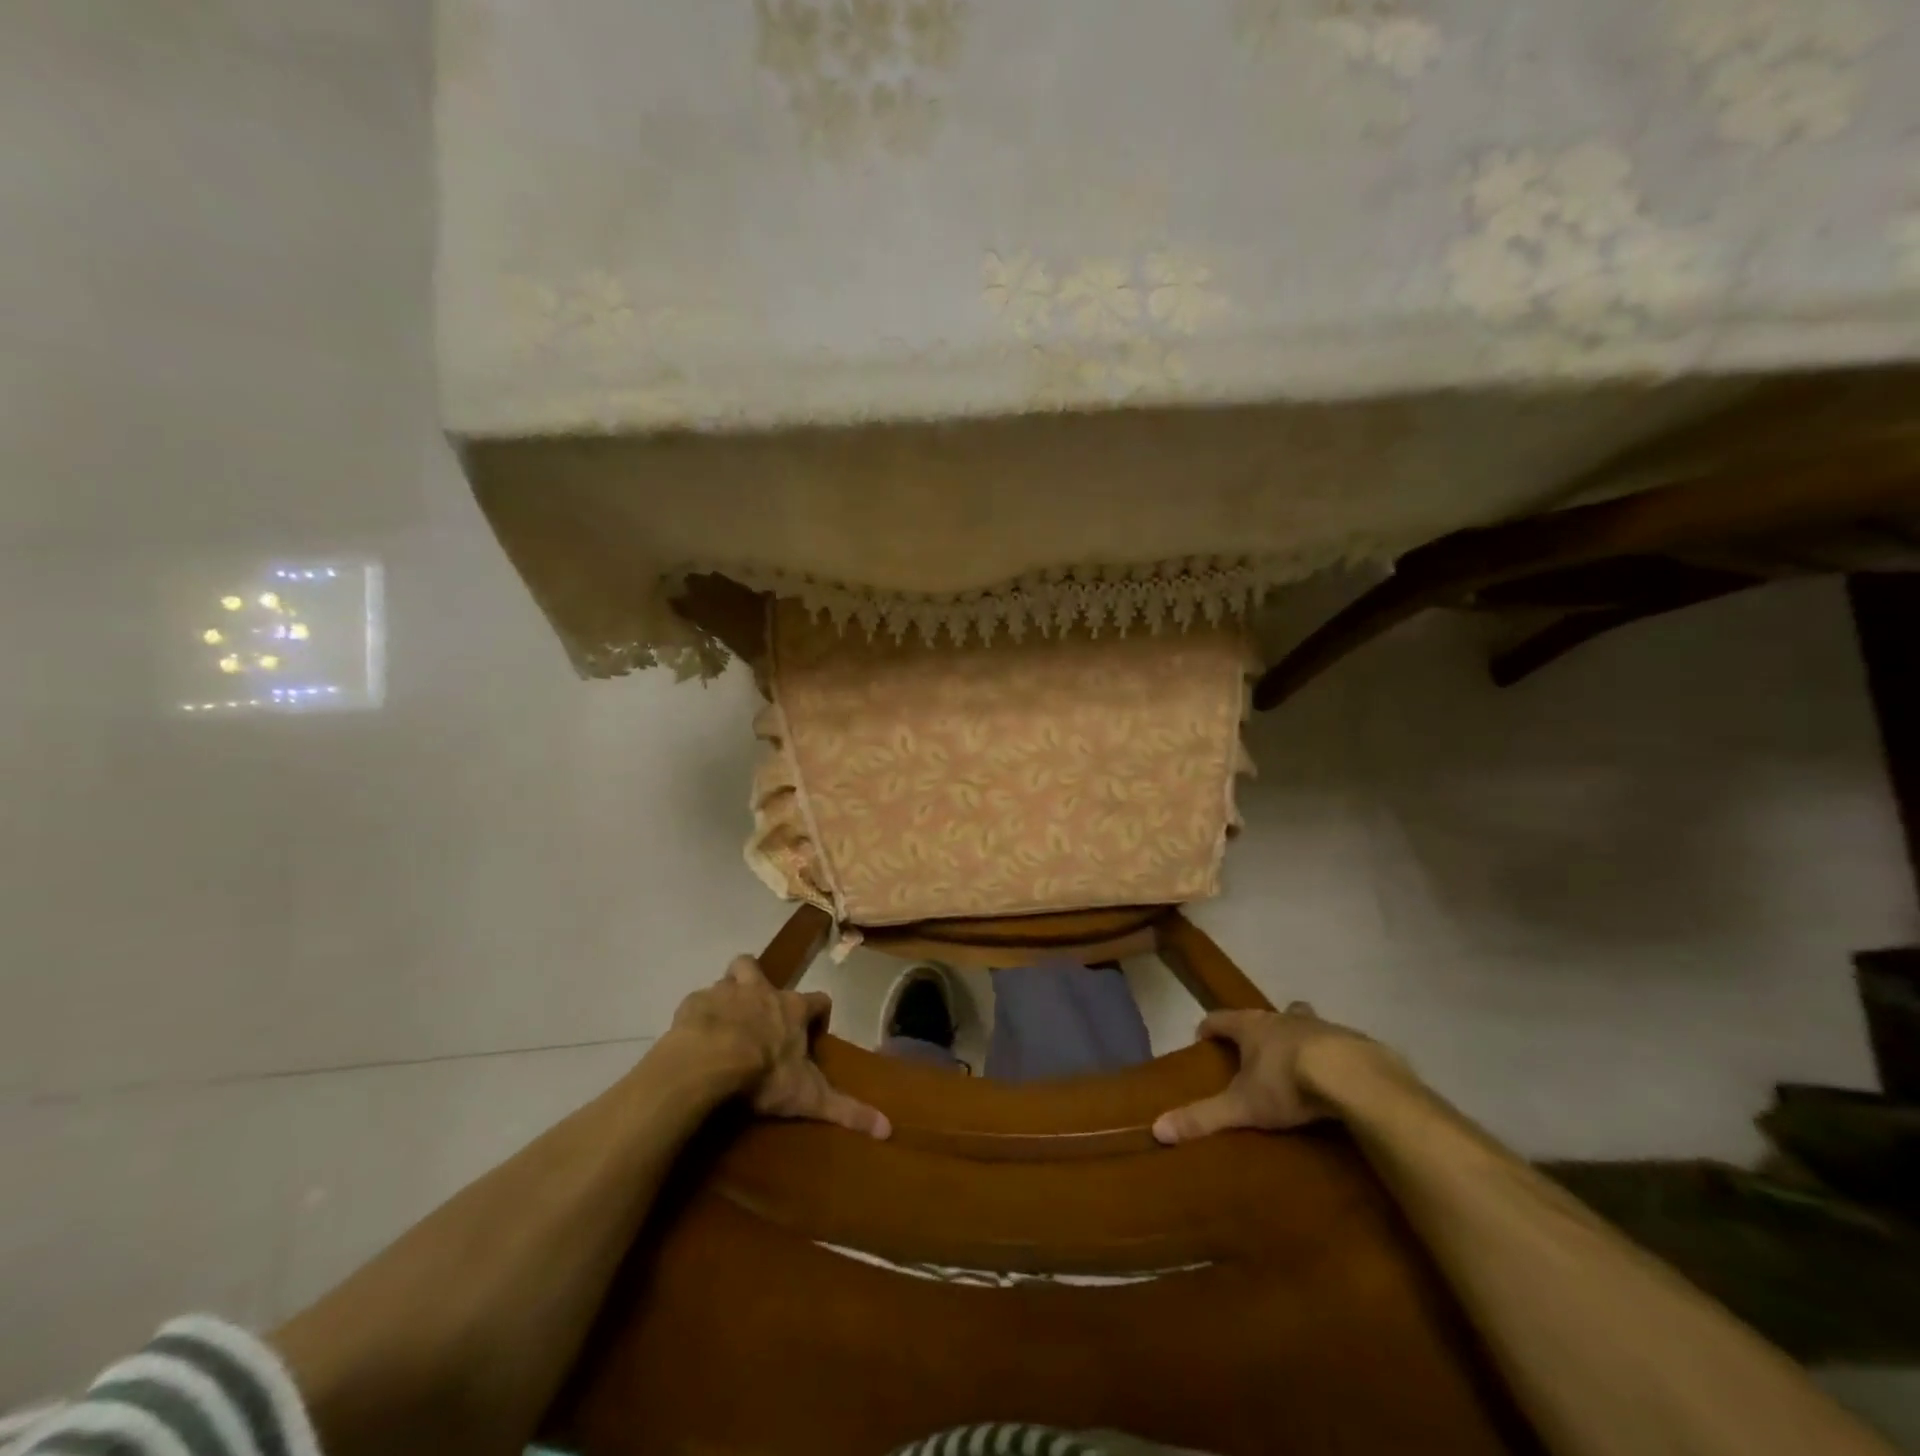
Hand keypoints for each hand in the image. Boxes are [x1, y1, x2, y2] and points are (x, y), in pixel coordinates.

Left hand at [663, 956, 890, 1139]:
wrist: (710, 1060)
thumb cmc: (765, 1073)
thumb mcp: (809, 1097)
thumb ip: (847, 1110)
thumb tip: (888, 1128)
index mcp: (792, 1009)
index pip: (819, 999)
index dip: (820, 1012)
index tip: (815, 1031)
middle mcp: (760, 991)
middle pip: (759, 968)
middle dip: (757, 981)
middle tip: (756, 1010)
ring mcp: (725, 993)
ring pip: (726, 978)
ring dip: (726, 994)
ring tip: (722, 1021)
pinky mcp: (693, 1004)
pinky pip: (696, 1002)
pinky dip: (697, 1015)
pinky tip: (694, 1035)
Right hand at [1151, 1002, 1369, 1144]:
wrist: (1353, 1076)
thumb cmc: (1287, 1083)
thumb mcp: (1242, 1106)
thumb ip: (1202, 1116)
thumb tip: (1157, 1129)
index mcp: (1251, 1027)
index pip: (1219, 1019)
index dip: (1209, 1027)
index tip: (1202, 1038)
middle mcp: (1281, 1018)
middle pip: (1263, 1016)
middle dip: (1257, 1028)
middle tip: (1254, 1049)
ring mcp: (1318, 1025)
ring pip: (1300, 1022)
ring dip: (1294, 1035)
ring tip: (1295, 1059)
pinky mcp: (1351, 1040)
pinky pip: (1334, 1042)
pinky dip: (1328, 1054)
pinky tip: (1334, 1075)